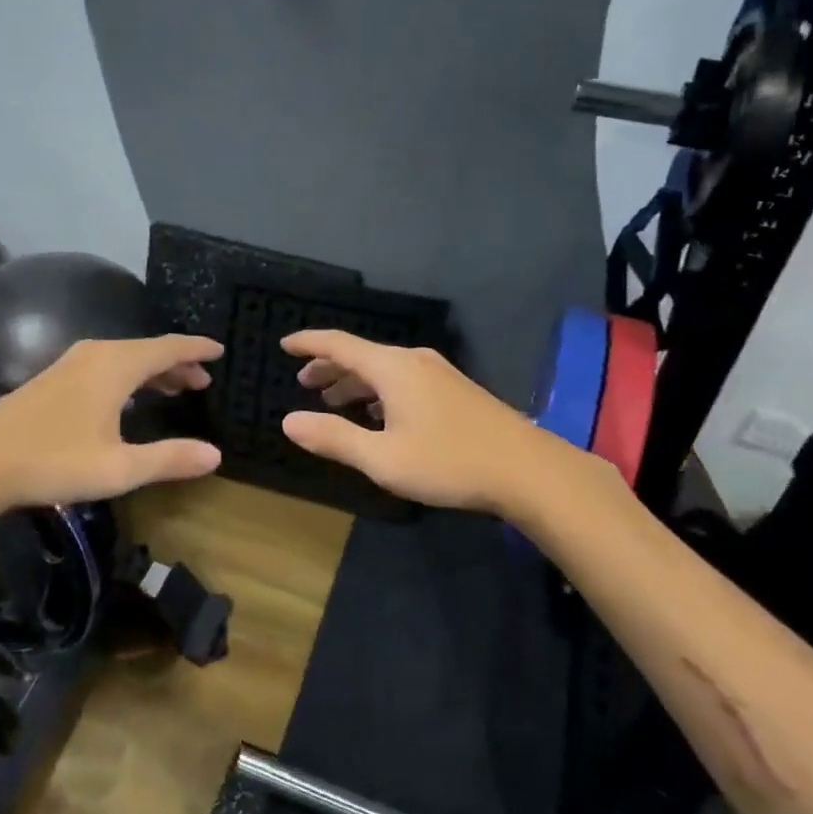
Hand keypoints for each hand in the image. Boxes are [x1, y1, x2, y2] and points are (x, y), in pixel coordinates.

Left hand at [0, 335, 224, 513]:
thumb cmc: (53, 461)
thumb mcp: (119, 467)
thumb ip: (169, 458)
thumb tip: (215, 455)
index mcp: (116, 365)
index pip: (168, 347)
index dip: (196, 349)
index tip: (220, 350)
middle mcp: (95, 354)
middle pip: (147, 350)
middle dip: (177, 363)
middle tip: (203, 380)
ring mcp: (69, 364)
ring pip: (124, 358)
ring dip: (152, 371)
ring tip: (175, 388)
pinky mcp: (52, 379)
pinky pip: (105, 367)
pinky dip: (128, 377)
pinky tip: (127, 399)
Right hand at [280, 330, 575, 515]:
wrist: (528, 470)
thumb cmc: (449, 462)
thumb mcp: (383, 458)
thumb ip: (334, 438)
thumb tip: (288, 422)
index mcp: (392, 368)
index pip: (339, 344)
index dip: (308, 343)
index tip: (284, 345)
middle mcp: (413, 361)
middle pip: (361, 355)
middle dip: (329, 367)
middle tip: (304, 383)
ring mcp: (438, 374)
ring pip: (383, 370)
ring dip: (354, 382)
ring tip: (333, 400)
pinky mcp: (454, 391)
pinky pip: (402, 380)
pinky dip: (378, 392)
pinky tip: (377, 416)